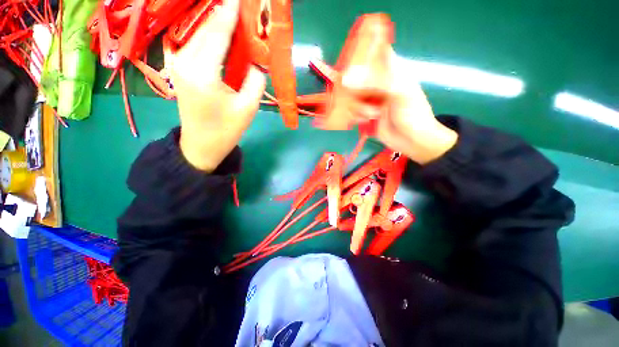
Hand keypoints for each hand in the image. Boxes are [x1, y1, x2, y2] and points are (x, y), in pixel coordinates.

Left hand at [165, 0, 265, 171]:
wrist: (202, 145)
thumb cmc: (226, 130)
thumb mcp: (248, 108)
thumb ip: (255, 80)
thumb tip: (258, 61)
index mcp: (203, 72)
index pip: (217, 32)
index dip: (230, 12)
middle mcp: (185, 61)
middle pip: (205, 27)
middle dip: (223, 14)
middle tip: (242, 9)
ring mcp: (179, 63)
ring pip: (199, 33)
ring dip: (217, 24)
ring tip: (236, 19)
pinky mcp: (180, 68)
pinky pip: (196, 44)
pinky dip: (210, 36)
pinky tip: (223, 36)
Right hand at [358, 51, 458, 164]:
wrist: (413, 141)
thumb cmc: (413, 113)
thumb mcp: (399, 92)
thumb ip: (374, 82)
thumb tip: (347, 79)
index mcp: (391, 71)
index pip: (375, 53)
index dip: (362, 54)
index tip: (352, 65)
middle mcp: (379, 83)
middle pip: (357, 77)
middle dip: (356, 90)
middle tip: (362, 98)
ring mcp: (371, 100)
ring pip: (352, 96)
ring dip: (360, 107)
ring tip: (373, 115)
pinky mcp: (365, 114)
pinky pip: (352, 111)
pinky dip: (357, 116)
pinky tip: (366, 121)